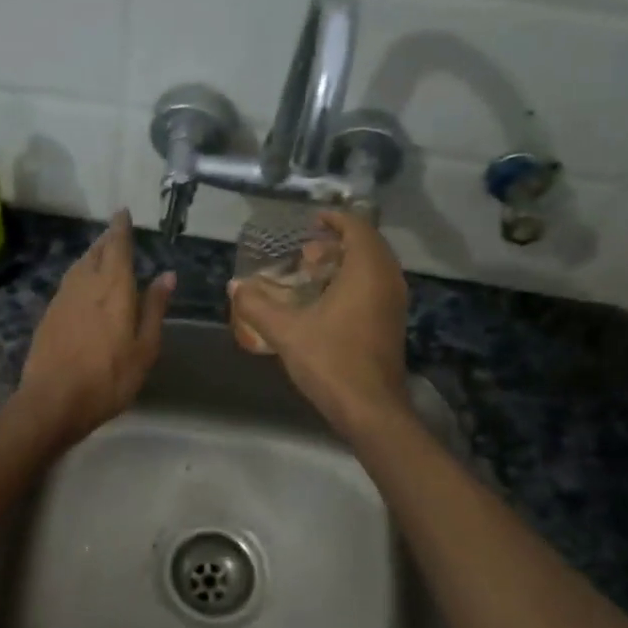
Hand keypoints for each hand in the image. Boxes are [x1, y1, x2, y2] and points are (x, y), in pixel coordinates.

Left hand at [18, 211, 173, 445]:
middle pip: (95, 252)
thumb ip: (154, 308)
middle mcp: (85, 284)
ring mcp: (62, 299)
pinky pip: (68, 284)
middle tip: (115, 233)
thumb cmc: (109, 377)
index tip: (122, 212)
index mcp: (113, 288)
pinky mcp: (48, 315)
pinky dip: (79, 276)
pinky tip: (82, 287)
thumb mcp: (144, 347)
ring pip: (78, 266)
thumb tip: (166, 275)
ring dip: (91, 256)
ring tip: (101, 255)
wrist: (53, 400)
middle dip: (106, 240)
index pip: (117, 246)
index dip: (120, 228)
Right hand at [228, 210, 410, 435]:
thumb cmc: (331, 361)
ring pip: (372, 268)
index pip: (357, 227)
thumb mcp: (286, 332)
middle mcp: (388, 281)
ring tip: (310, 274)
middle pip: (367, 246)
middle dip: (336, 242)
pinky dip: (352, 283)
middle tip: (304, 252)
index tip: (311, 219)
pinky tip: (324, 303)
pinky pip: (375, 287)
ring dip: (344, 264)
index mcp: (367, 272)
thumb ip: (257, 305)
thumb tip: (234, 286)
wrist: (370, 408)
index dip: (335, 218)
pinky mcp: (392, 323)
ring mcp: (393, 303)